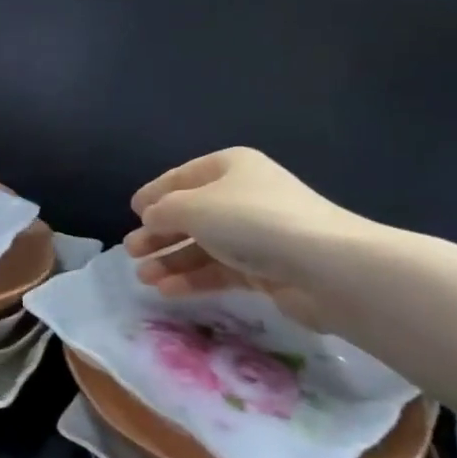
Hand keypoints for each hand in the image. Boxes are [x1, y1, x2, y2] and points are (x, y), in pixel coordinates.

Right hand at [123, 148, 369, 317]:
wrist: (325, 267)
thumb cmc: (251, 221)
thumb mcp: (194, 207)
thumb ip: (164, 210)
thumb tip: (150, 217)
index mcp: (230, 167)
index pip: (182, 177)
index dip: (155, 193)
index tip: (131, 212)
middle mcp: (244, 195)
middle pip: (191, 213)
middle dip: (159, 233)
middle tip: (132, 251)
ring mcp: (257, 233)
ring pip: (204, 244)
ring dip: (172, 259)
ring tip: (144, 277)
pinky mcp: (267, 269)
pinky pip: (221, 270)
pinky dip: (194, 278)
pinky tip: (168, 290)